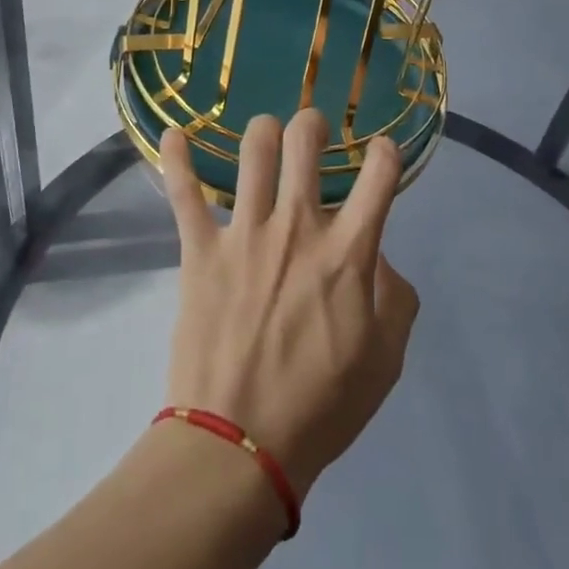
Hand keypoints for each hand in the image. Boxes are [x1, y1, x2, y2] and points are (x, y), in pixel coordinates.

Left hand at [159, 111, 419, 502]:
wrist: (240, 444)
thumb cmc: (321, 407)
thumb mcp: (385, 361)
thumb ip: (395, 298)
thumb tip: (377, 256)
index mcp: (348, 253)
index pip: (379, 177)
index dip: (386, 153)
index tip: (381, 152)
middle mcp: (298, 227)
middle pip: (305, 143)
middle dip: (313, 124)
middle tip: (312, 131)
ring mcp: (245, 233)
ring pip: (253, 151)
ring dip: (262, 131)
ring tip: (265, 134)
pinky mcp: (200, 249)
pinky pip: (184, 193)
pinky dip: (177, 158)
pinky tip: (173, 133)